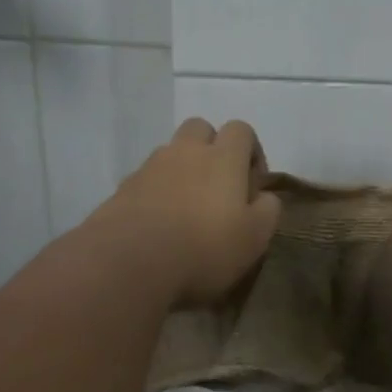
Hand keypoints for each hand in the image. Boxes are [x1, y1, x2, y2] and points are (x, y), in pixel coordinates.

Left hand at [96, 118, 281, 304]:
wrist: (130, 263)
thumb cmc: (204, 249)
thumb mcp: (254, 238)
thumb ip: (267, 210)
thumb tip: (264, 196)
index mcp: (222, 157)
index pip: (241, 130)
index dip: (252, 152)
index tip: (252, 185)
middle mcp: (185, 152)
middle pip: (200, 128)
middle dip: (212, 149)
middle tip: (218, 187)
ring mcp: (149, 167)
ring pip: (171, 153)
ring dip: (183, 170)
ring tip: (187, 210)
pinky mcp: (123, 188)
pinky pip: (147, 179)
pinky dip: (157, 192)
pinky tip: (160, 225)